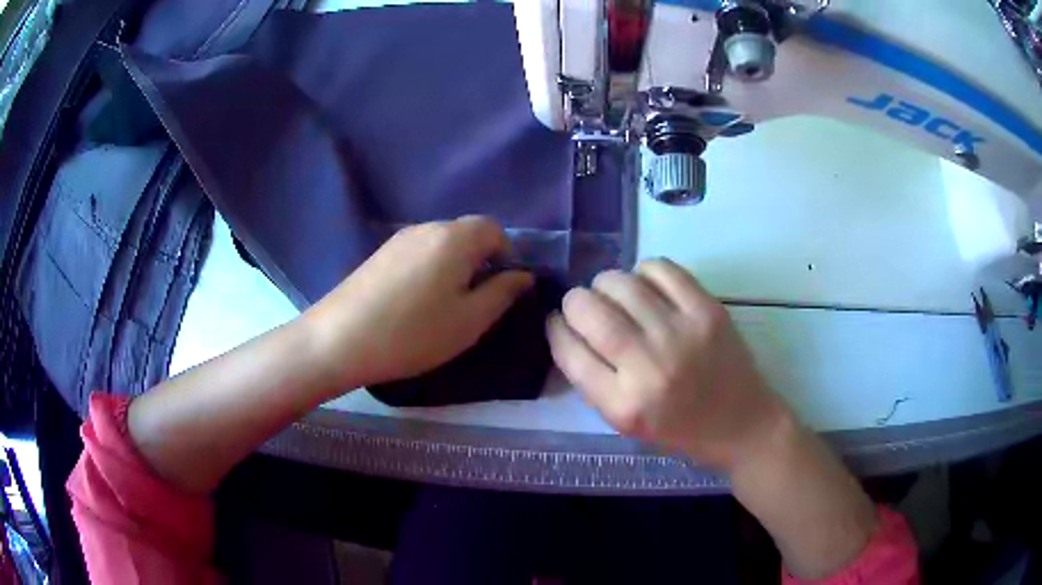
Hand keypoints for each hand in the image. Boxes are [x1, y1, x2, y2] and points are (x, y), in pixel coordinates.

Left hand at [304, 216, 532, 389]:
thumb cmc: (413, 333)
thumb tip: (523, 274)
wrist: (339, 339)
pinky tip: (413, 302)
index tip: (500, 288)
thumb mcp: (469, 321)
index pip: (494, 228)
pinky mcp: (378, 253)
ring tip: (443, 305)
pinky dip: (428, 269)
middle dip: (479, 260)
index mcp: (454, 237)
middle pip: (466, 232)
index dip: (506, 254)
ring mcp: (398, 239)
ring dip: (453, 266)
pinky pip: (417, 252)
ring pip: (440, 243)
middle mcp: (427, 227)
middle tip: (473, 302)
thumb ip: (502, 293)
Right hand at [546, 258, 782, 469]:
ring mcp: (681, 333)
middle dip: (575, 301)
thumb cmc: (678, 428)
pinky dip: (644, 271)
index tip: (557, 322)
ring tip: (615, 295)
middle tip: (584, 306)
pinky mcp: (707, 310)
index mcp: (623, 405)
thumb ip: (592, 380)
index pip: (568, 351)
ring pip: (620, 283)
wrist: (740, 423)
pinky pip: (660, 268)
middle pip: (588, 310)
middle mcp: (649, 367)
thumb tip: (567, 328)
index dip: (555, 329)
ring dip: (606, 283)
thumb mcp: (624, 422)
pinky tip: (647, 287)